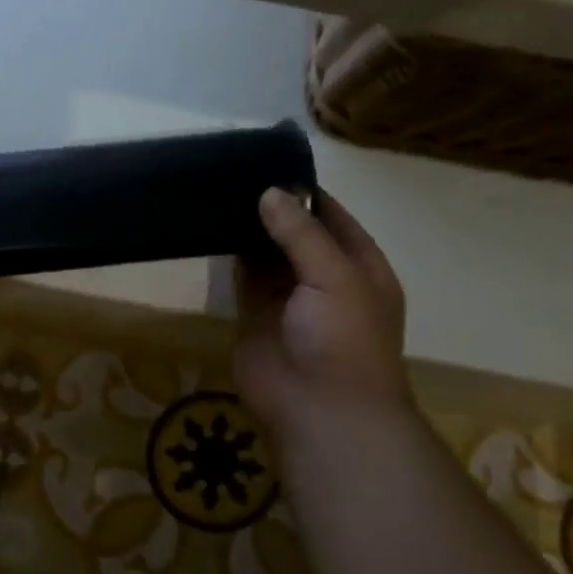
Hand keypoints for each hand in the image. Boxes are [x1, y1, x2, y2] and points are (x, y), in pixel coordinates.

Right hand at [234, 187, 409, 444]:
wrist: (318, 408)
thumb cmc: (343, 338)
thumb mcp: (334, 276)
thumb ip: (301, 233)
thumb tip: (269, 193)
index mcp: (360, 268)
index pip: (334, 220)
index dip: (307, 194)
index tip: (272, 165)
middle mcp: (324, 280)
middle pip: (297, 235)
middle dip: (274, 210)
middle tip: (236, 175)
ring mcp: (288, 300)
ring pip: (267, 256)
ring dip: (249, 233)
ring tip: (220, 195)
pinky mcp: (254, 316)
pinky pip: (243, 280)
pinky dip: (231, 258)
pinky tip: (213, 231)